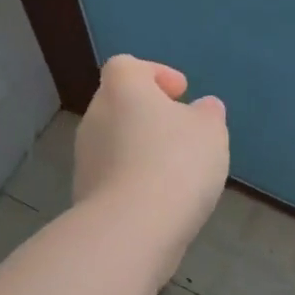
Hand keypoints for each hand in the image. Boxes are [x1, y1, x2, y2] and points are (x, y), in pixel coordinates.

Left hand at [74, 56, 229, 259]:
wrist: (132, 228)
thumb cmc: (175, 163)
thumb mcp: (210, 131)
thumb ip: (208, 114)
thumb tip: (203, 108)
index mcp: (121, 89)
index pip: (127, 66)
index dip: (154, 74)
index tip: (180, 93)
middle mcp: (95, 117)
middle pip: (120, 104)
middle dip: (149, 115)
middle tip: (182, 133)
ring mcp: (85, 158)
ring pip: (116, 142)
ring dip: (141, 150)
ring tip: (176, 171)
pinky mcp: (85, 194)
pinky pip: (114, 176)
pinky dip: (134, 180)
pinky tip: (160, 200)